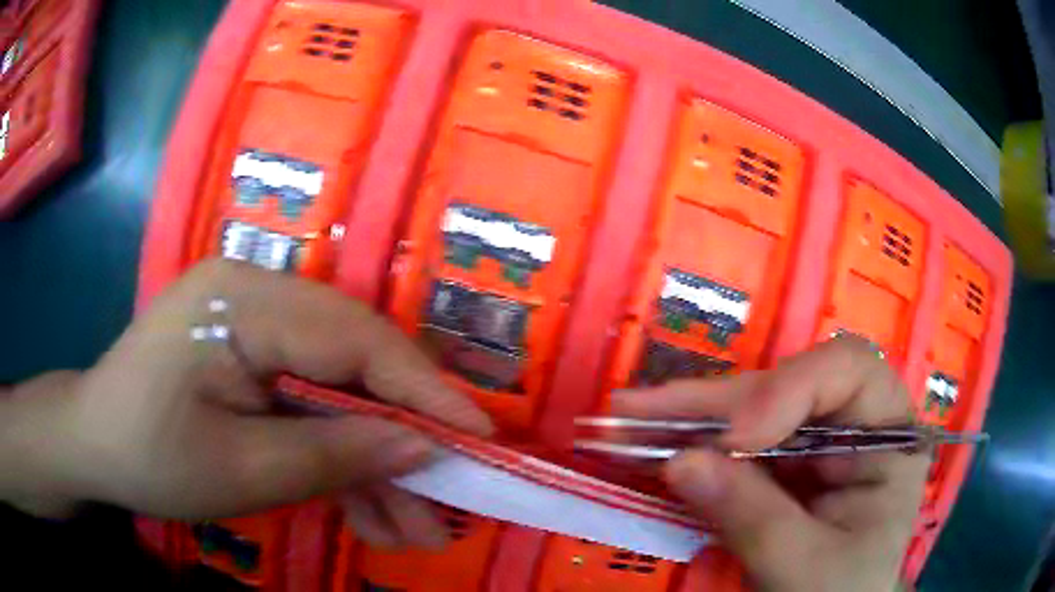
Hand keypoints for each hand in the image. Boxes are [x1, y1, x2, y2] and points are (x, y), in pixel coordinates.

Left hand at [0, 259, 491, 548]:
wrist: (94, 444)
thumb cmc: (148, 455)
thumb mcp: (241, 471)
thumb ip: (335, 455)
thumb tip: (424, 449)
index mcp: (241, 300)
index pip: (355, 336)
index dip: (424, 389)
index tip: (480, 436)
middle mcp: (256, 294)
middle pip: (355, 361)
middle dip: (403, 436)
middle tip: (448, 499)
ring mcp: (255, 324)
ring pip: (339, 389)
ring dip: (374, 460)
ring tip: (411, 529)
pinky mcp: (253, 356)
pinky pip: (310, 401)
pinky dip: (339, 456)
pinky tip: (367, 511)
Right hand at [613, 337, 927, 591]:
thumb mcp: (806, 567)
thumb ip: (754, 518)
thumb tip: (681, 462)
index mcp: (887, 437)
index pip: (849, 372)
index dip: (791, 388)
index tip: (737, 435)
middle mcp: (851, 426)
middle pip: (786, 387)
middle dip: (715, 403)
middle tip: (639, 408)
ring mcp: (813, 445)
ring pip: (750, 410)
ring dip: (689, 418)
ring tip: (628, 417)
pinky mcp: (779, 468)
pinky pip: (732, 447)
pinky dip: (690, 447)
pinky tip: (649, 442)